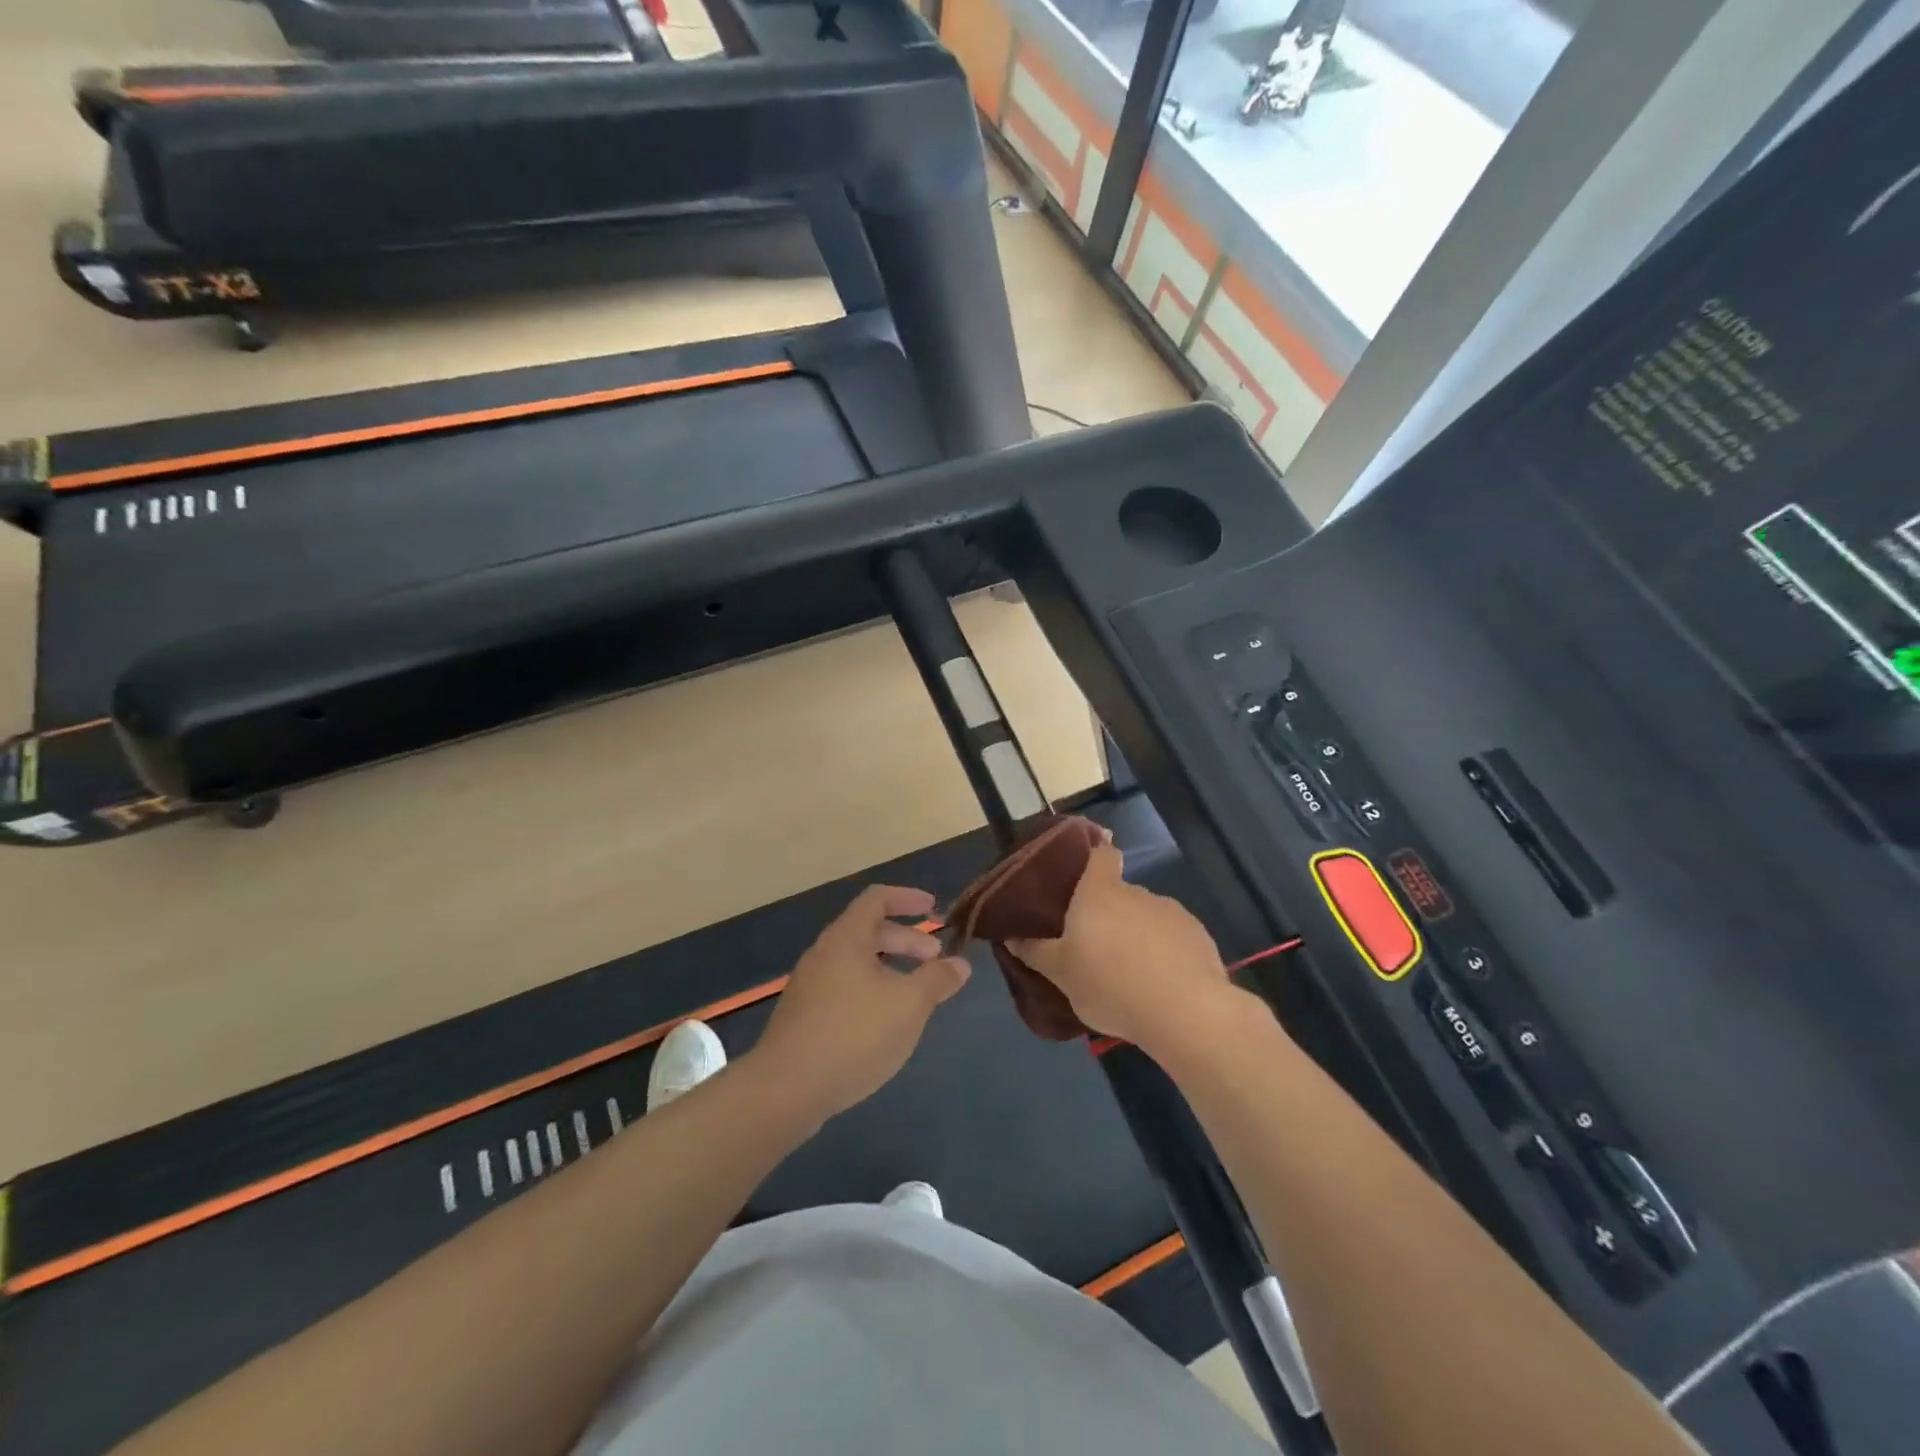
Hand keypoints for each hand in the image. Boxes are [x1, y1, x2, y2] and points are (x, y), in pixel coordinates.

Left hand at [750, 885, 971, 1125]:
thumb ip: (937, 979)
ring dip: (890, 968)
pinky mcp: (804, 1016)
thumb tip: (960, 964)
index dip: (907, 898)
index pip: (877, 898)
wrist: (786, 1090)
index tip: (933, 908)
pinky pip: (844, 987)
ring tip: (916, 993)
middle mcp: (824, 953)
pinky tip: (886, 1022)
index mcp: (846, 938)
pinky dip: (872, 990)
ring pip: (856, 962)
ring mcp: (810, 986)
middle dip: (906, 939)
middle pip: (868, 931)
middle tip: (935, 958)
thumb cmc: (854, 1034)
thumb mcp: (909, 1004)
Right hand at [1008, 844, 1235, 1053]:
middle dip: (1110, 915)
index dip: (1095, 858)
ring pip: (1148, 918)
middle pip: (1121, 893)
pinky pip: (1174, 939)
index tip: (1085, 876)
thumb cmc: (1109, 984)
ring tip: (1131, 975)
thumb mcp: (1061, 974)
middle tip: (1097, 949)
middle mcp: (1137, 893)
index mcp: (1099, 892)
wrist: (1184, 1011)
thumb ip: (1036, 952)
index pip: (1102, 855)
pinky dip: (1166, 954)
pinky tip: (1162, 985)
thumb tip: (1011, 936)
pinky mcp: (1199, 937)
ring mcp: (1172, 912)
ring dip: (1139, 936)